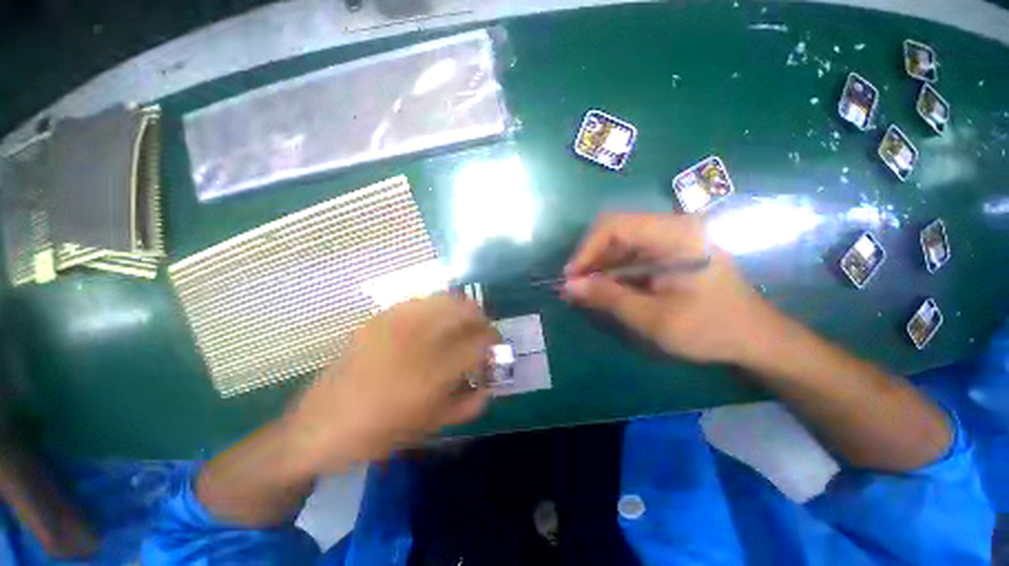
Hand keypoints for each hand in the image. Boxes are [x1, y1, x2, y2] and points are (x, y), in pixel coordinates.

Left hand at [285, 295, 498, 470]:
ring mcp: (396, 323)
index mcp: (434, 372)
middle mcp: (418, 339)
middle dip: (481, 319)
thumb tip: (488, 384)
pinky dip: (435, 308)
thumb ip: (469, 404)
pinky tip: (431, 323)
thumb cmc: (380, 433)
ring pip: (444, 298)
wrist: (320, 426)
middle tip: (480, 332)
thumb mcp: (432, 427)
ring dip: (460, 309)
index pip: (480, 342)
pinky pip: (418, 302)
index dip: (494, 342)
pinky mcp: (379, 318)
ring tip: (459, 324)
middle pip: (466, 310)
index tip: (495, 347)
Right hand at [563, 213, 771, 363]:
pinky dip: (612, 273)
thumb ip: (608, 298)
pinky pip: (631, 256)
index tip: (571, 278)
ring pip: (620, 245)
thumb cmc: (710, 329)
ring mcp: (671, 239)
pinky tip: (601, 291)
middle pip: (615, 233)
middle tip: (573, 289)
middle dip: (590, 261)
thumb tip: (569, 286)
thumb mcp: (653, 318)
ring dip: (598, 268)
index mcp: (675, 234)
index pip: (614, 225)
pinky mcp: (669, 253)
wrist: (756, 339)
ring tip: (581, 292)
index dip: (586, 249)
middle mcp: (672, 228)